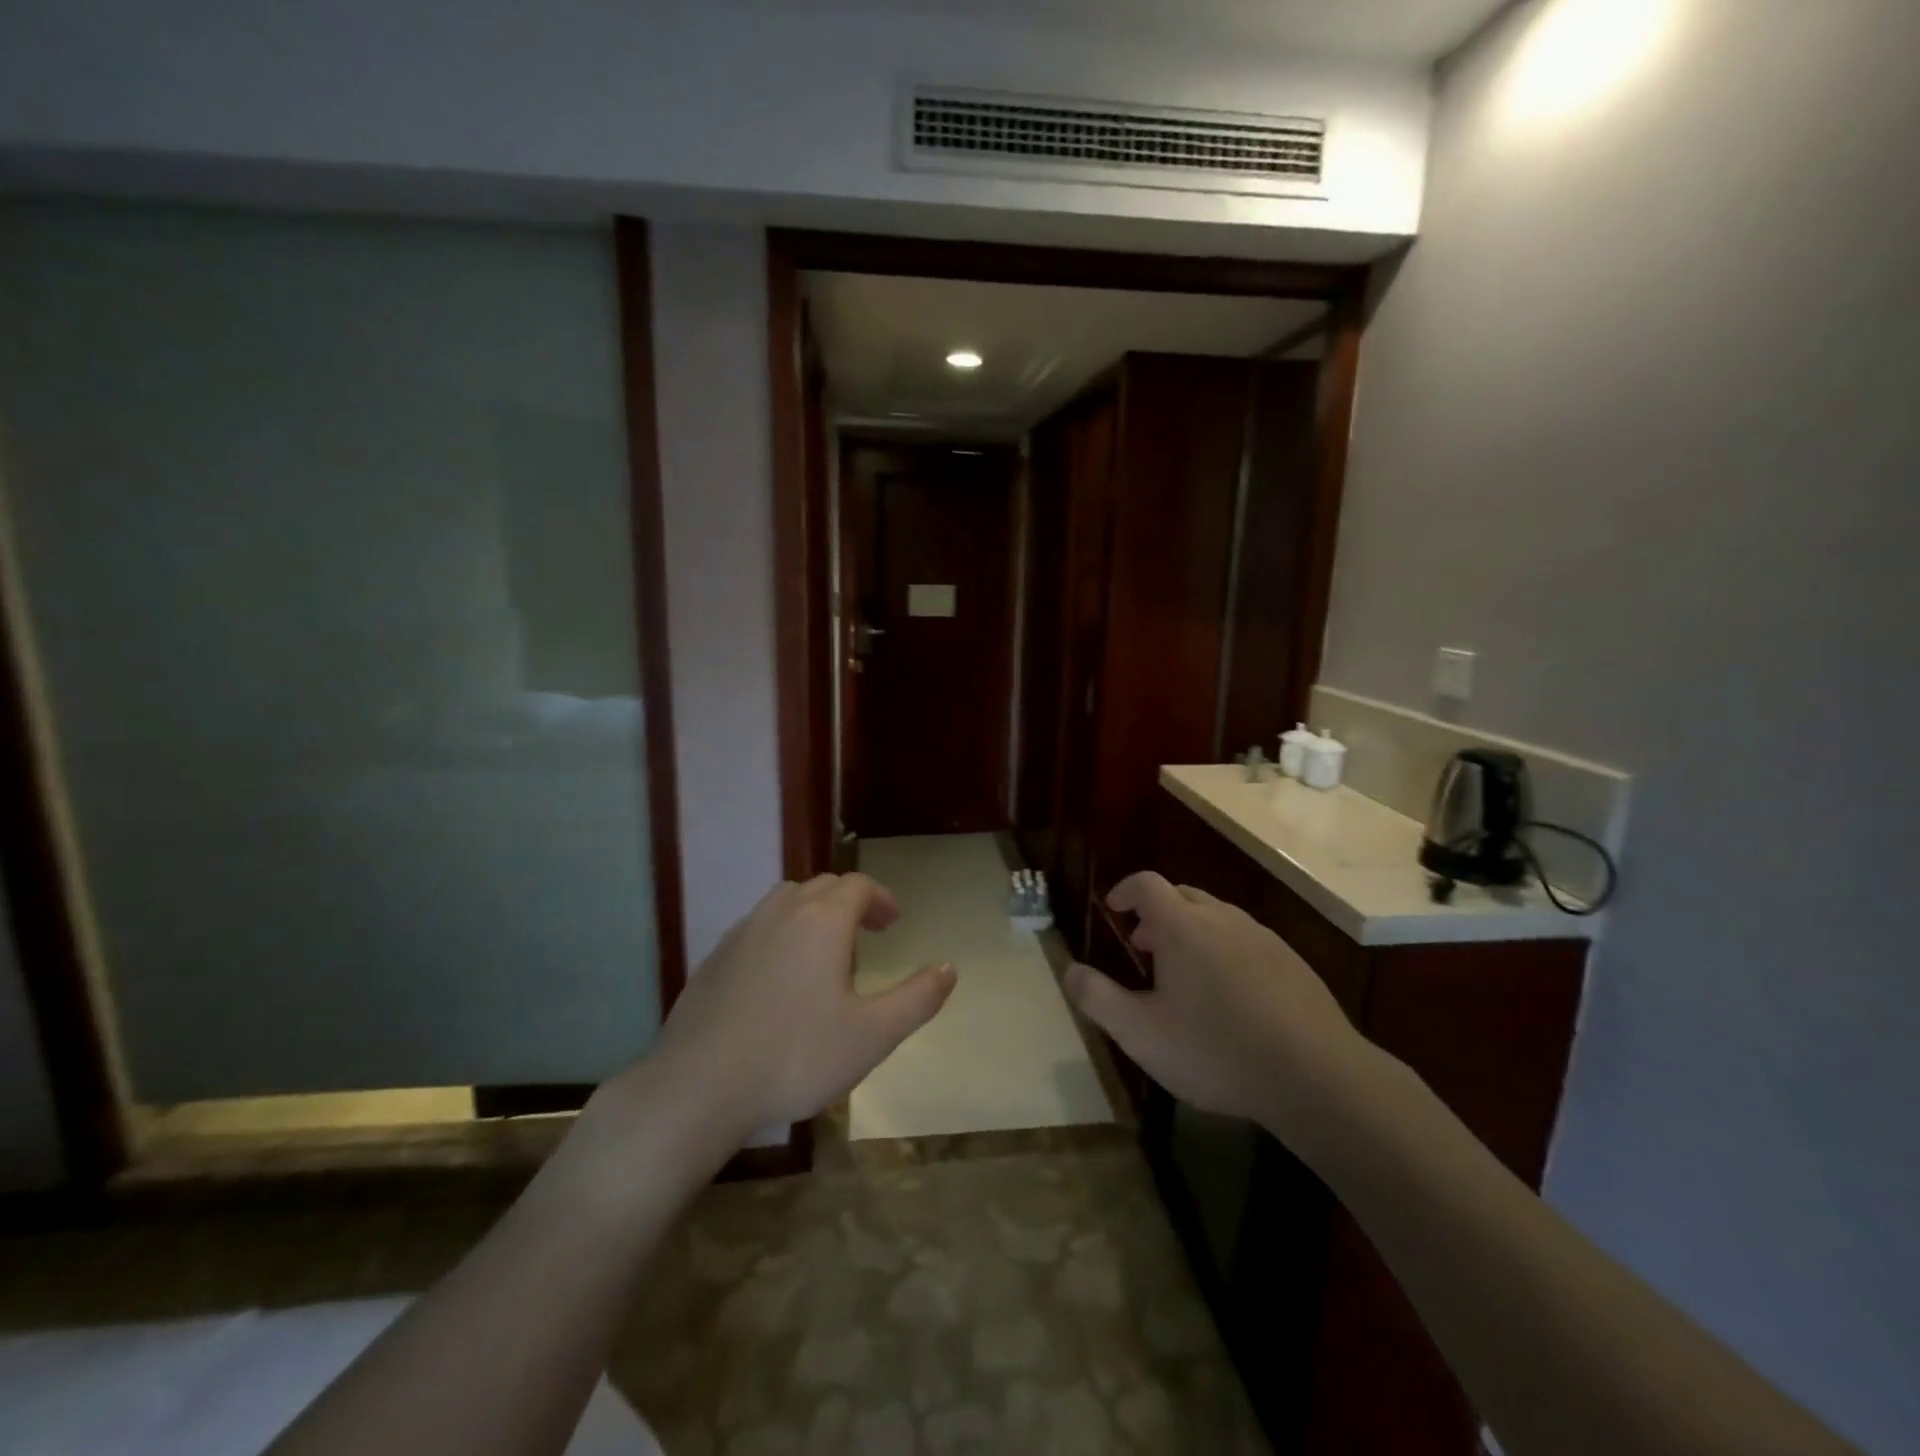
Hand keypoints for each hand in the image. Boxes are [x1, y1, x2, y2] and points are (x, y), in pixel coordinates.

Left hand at [646, 874, 955, 1140]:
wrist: (699, 1086)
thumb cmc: (796, 1056)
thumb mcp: (872, 1035)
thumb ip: (917, 998)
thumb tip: (949, 967)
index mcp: (822, 921)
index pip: (858, 886)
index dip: (881, 898)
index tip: (894, 922)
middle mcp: (781, 912)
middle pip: (822, 887)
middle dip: (851, 903)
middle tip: (868, 935)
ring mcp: (742, 932)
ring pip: (786, 902)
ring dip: (814, 913)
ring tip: (826, 952)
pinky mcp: (714, 958)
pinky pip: (758, 927)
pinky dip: (781, 934)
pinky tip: (780, 978)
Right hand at [1064, 872, 1376, 1142]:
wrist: (1316, 1076)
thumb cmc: (1216, 1051)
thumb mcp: (1140, 1034)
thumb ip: (1098, 999)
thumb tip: (1070, 970)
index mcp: (1182, 927)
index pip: (1146, 884)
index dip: (1125, 891)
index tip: (1113, 910)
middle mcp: (1222, 919)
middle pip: (1182, 895)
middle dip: (1156, 913)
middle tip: (1145, 947)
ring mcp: (1262, 938)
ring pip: (1216, 916)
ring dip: (1191, 931)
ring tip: (1185, 974)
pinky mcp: (1292, 962)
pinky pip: (1246, 940)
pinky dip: (1225, 950)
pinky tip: (1231, 996)